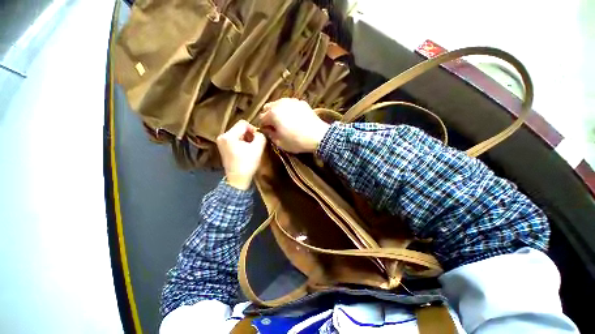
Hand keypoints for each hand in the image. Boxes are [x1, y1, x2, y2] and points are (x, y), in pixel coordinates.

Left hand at [216, 120, 266, 189]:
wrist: (238, 180)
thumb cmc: (247, 164)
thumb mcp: (258, 148)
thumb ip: (261, 136)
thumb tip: (259, 133)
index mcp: (228, 136)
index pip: (243, 123)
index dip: (253, 129)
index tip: (258, 139)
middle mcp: (222, 136)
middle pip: (239, 128)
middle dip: (249, 135)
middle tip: (256, 144)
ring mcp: (221, 142)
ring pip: (237, 134)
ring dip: (246, 139)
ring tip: (251, 148)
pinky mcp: (223, 148)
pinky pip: (234, 140)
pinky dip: (242, 143)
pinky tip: (246, 151)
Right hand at [259, 98, 329, 152]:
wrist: (318, 136)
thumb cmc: (297, 141)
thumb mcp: (280, 142)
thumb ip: (270, 134)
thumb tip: (266, 129)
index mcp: (273, 114)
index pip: (261, 118)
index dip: (264, 126)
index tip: (268, 132)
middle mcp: (280, 103)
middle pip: (268, 107)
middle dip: (268, 116)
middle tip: (274, 126)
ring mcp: (291, 101)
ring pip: (278, 104)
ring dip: (277, 111)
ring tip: (284, 121)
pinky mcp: (301, 102)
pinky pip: (289, 104)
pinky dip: (288, 109)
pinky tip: (294, 118)